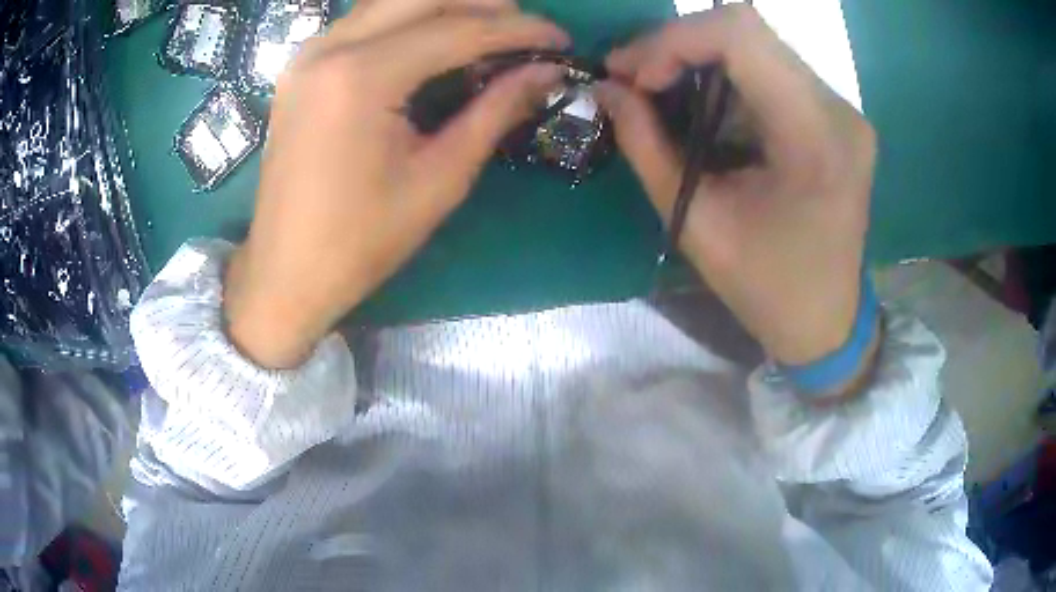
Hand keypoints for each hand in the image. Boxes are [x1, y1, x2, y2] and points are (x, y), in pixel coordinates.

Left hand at [224, 0, 568, 368]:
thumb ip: (495, 111)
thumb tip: (546, 72)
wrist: (285, 272)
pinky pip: (363, 23)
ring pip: (390, 3)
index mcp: (362, 78)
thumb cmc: (361, 241)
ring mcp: (308, 55)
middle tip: (524, 28)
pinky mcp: (300, 68)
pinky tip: (432, 41)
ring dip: (445, 8)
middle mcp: (330, 48)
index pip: (458, 31)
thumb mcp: (440, 179)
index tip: (561, 39)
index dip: (519, 30)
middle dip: (484, 4)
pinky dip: (406, 22)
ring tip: (489, 30)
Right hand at [596, 5, 876, 366]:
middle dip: (679, 45)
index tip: (635, 75)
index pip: (740, 34)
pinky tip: (704, 106)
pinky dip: (726, 77)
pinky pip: (772, 69)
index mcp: (814, 138)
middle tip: (636, 79)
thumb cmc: (766, 288)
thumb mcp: (695, 222)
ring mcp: (842, 109)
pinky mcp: (836, 115)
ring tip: (661, 91)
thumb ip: (646, 145)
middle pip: (747, 31)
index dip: (675, 39)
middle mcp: (838, 109)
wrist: (826, 320)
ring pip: (758, 45)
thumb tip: (607, 88)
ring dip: (699, 59)